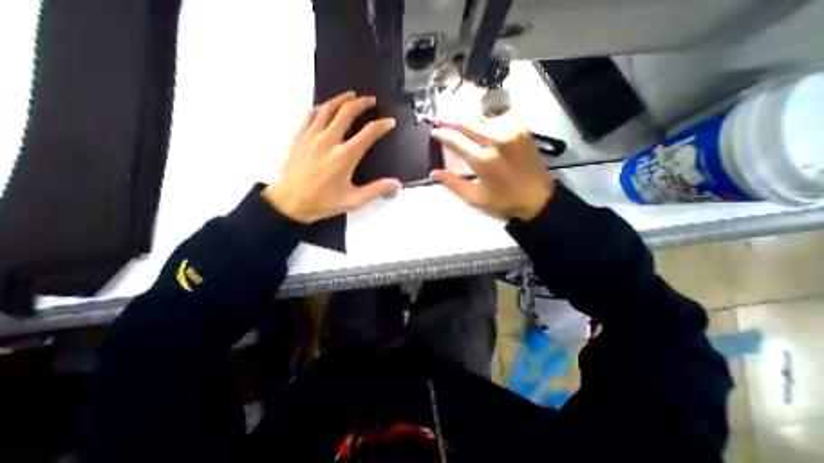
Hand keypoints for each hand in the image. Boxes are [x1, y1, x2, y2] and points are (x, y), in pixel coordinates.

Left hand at [263, 90, 400, 224]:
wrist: (290, 203)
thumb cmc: (324, 202)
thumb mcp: (354, 200)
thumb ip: (376, 190)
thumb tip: (397, 183)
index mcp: (345, 156)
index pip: (368, 133)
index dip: (382, 125)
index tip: (390, 122)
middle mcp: (329, 141)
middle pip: (347, 113)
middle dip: (362, 104)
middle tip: (371, 100)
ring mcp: (312, 136)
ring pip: (328, 109)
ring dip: (342, 99)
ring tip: (351, 95)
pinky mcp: (299, 137)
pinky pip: (311, 114)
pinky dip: (322, 107)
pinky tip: (327, 107)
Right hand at [432, 113, 553, 218]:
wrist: (538, 196)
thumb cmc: (503, 200)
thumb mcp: (475, 197)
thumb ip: (453, 183)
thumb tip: (433, 173)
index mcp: (484, 160)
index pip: (457, 141)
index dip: (442, 134)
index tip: (433, 131)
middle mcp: (497, 141)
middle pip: (467, 122)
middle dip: (450, 119)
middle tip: (439, 120)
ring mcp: (511, 131)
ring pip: (481, 116)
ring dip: (465, 117)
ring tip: (454, 119)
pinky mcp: (521, 128)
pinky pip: (497, 117)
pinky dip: (483, 119)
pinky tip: (477, 123)